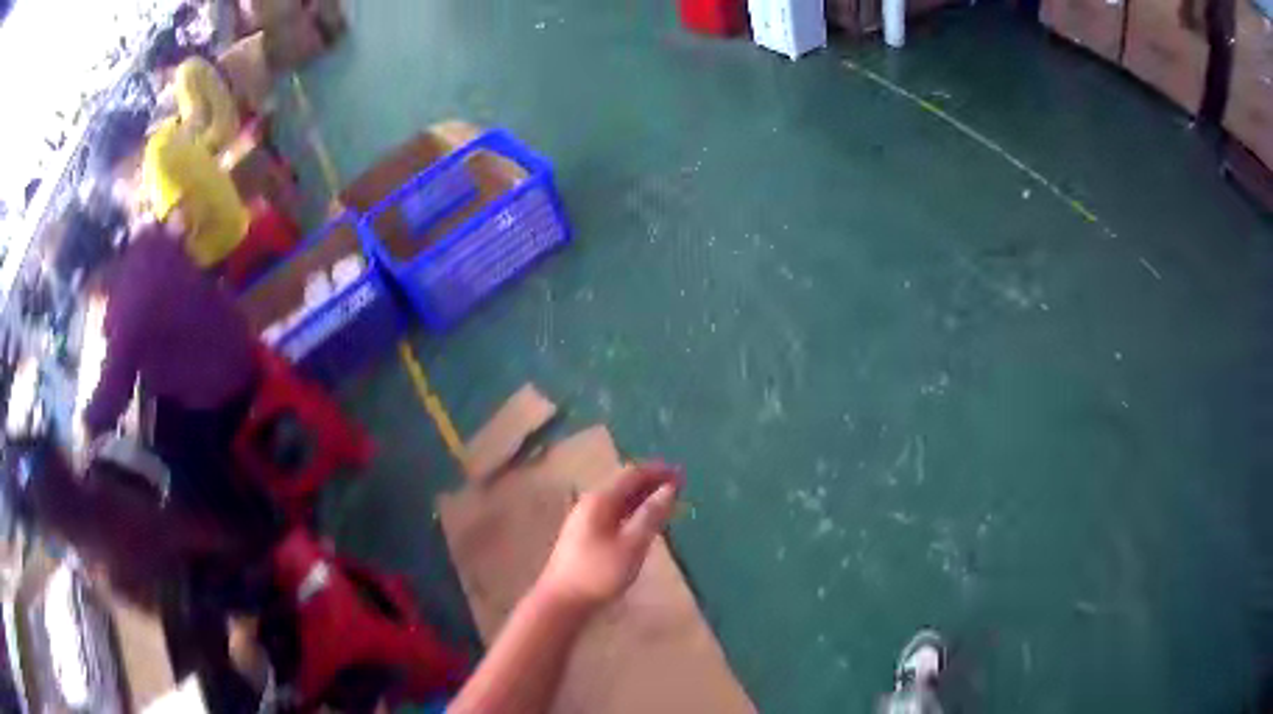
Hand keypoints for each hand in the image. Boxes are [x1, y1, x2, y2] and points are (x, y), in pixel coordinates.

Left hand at [535, 463, 681, 614]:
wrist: (562, 601)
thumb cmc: (599, 573)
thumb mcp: (631, 545)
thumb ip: (651, 516)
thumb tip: (669, 489)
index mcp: (600, 500)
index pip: (633, 475)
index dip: (658, 472)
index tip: (682, 474)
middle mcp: (591, 503)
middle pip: (625, 485)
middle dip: (652, 483)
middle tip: (680, 486)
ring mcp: (585, 519)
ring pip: (619, 500)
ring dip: (644, 498)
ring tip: (668, 502)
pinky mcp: (585, 535)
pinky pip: (614, 513)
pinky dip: (633, 512)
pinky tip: (644, 522)